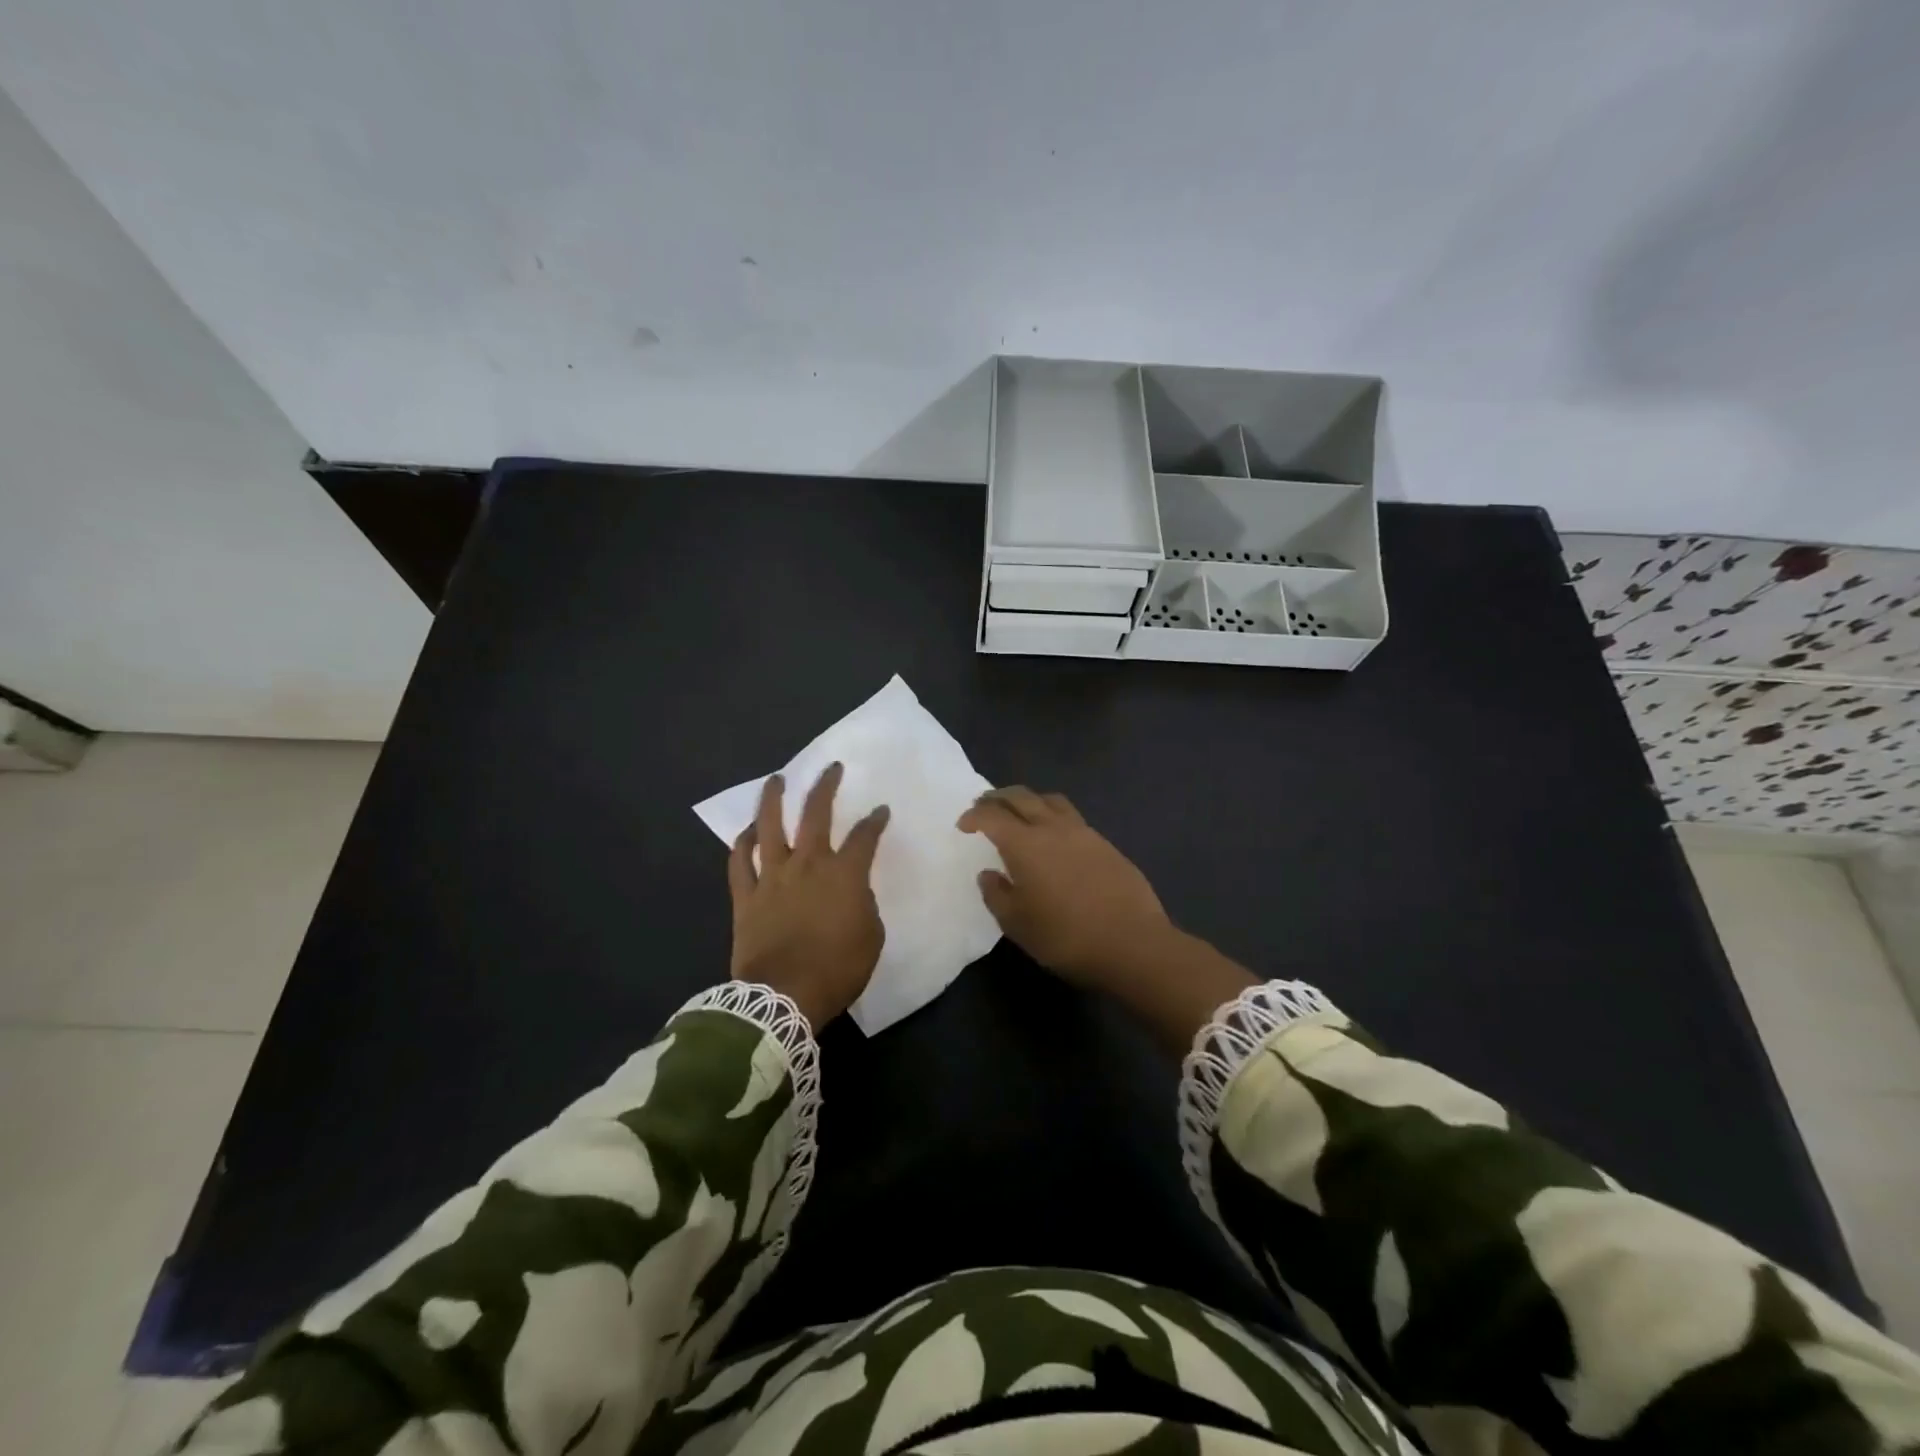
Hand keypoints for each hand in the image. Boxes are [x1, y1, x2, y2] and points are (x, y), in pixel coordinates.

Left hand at [729, 763, 889, 1028]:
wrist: (783, 996)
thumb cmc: (837, 969)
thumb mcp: (871, 938)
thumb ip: (865, 907)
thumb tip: (854, 895)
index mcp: (844, 874)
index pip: (865, 837)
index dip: (875, 820)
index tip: (880, 811)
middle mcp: (808, 864)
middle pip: (816, 814)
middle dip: (826, 787)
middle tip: (831, 768)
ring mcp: (773, 876)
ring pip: (770, 827)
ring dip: (774, 799)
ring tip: (777, 779)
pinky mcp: (746, 895)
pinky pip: (740, 861)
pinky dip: (743, 843)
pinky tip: (748, 830)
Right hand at [958, 786, 1255, 1054]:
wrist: (1133, 944)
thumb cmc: (1066, 938)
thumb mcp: (1018, 925)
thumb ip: (997, 895)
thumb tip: (989, 874)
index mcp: (1025, 844)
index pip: (992, 816)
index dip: (974, 816)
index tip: (964, 824)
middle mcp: (1053, 828)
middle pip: (1021, 797)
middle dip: (998, 797)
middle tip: (984, 804)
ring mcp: (1083, 832)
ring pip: (1050, 800)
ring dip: (1029, 800)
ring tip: (1020, 812)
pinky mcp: (1106, 844)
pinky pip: (1072, 817)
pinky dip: (1053, 816)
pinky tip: (1054, 836)